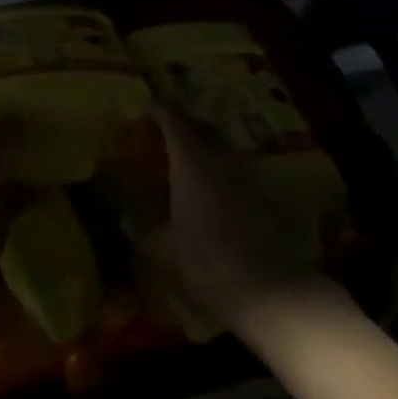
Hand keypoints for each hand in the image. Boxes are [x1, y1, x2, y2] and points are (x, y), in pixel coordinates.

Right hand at [139, 108, 327, 341]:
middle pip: (203, 127)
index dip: (160, 112)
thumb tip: (129, 220)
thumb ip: (143, 229)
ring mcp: (247, 174)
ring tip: (188, 159)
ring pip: (223, 147)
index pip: (174, 121)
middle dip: (185, 124)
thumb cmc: (206, 262)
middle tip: (167, 131)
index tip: (147, 108)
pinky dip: (221, 170)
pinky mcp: (264, 195)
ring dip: (206, 146)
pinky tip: (212, 189)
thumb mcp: (161, 250)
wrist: (269, 290)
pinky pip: (237, 170)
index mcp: (192, 160)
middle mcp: (221, 157)